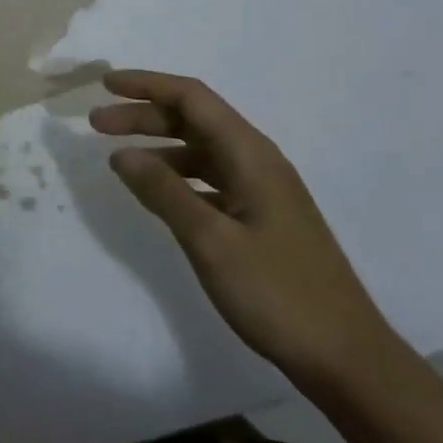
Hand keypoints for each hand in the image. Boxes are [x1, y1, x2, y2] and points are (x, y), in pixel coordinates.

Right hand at [90, 69, 399, 389]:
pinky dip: (178, 177)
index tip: (104, 86)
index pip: (192, 98)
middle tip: (96, 125)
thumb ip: (164, 193)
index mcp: (251, 155)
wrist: (345, 356)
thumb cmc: (277, 293)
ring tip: (118, 159)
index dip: (147, 85)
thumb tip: (122, 154)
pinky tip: (158, 194)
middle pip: (195, 120)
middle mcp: (258, 162)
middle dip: (145, 115)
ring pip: (202, 150)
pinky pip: (211, 180)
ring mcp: (263, 191)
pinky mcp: (262, 218)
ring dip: (159, 146)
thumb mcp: (211, 241)